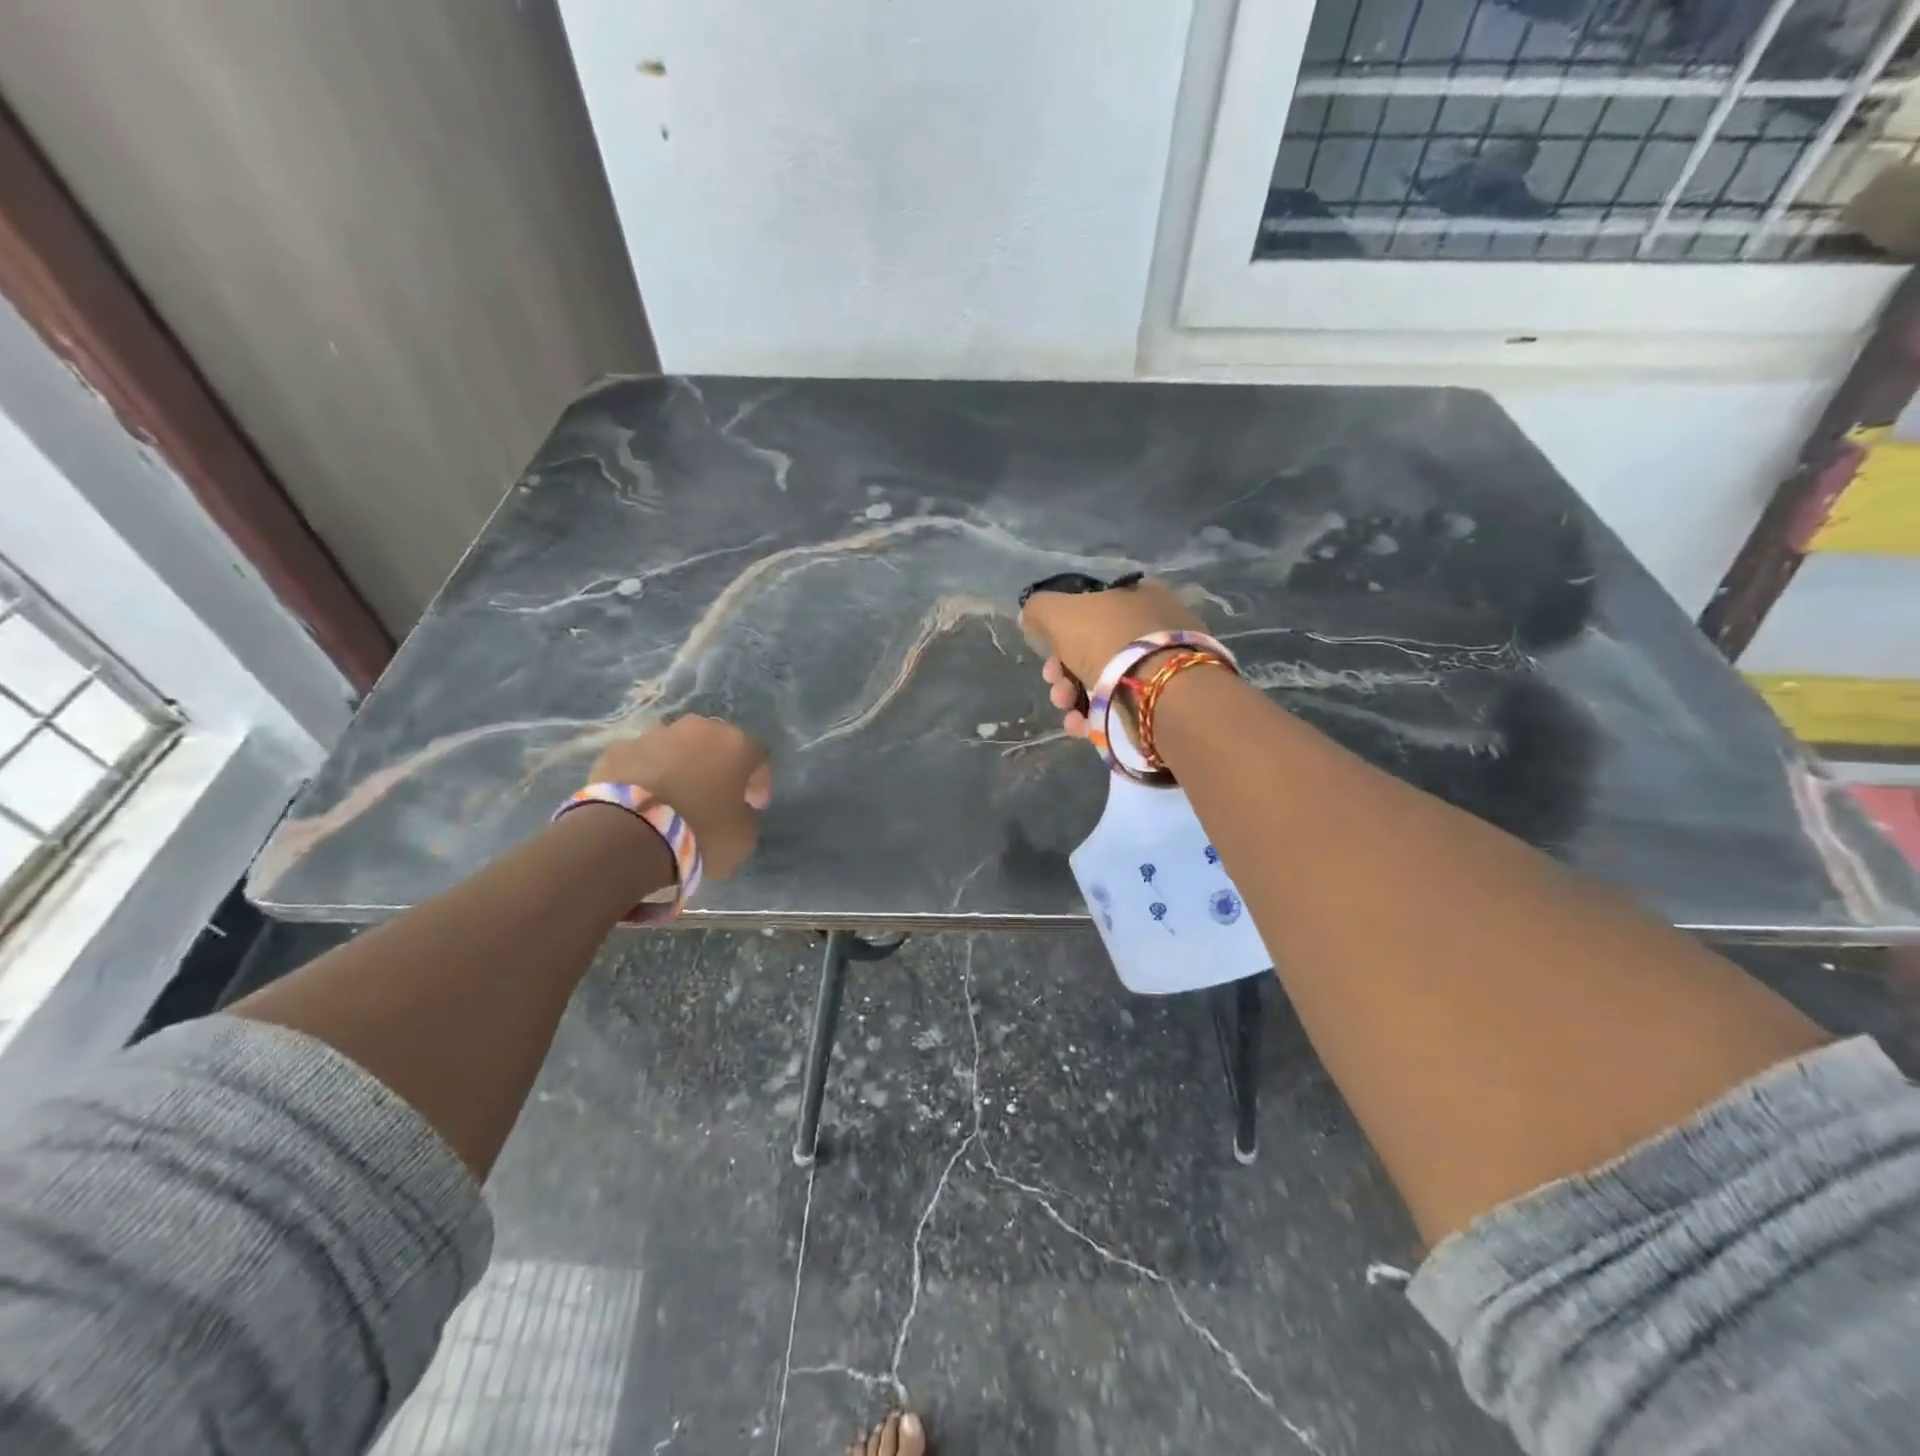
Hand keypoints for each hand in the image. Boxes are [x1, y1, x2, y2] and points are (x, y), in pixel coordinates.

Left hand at [588, 715, 771, 879]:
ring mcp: (653, 735)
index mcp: (736, 744)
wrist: (628, 835)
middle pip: (716, 743)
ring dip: (681, 767)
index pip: (759, 755)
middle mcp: (698, 729)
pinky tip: (643, 801)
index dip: (759, 781)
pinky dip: (646, 776)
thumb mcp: (744, 836)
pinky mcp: (617, 750)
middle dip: (718, 767)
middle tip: (715, 796)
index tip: (753, 805)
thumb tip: (734, 810)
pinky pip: (641, 761)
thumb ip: (745, 815)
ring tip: (675, 798)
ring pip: (676, 747)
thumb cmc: (700, 832)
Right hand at [1021, 578, 1202, 738]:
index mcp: (1139, 595)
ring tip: (1067, 709)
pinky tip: (1081, 726)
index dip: (1061, 632)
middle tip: (1056, 686)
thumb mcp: (1061, 613)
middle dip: (1063, 672)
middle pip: (1092, 649)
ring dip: (1073, 697)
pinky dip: (1095, 718)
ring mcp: (1163, 667)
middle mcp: (1155, 627)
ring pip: (1103, 681)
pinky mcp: (1165, 703)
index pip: (1091, 609)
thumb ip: (1041, 609)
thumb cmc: (1110, 642)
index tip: (1047, 654)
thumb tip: (1032, 616)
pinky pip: (1120, 707)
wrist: (1161, 695)